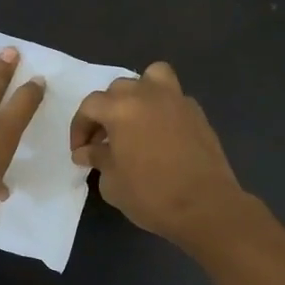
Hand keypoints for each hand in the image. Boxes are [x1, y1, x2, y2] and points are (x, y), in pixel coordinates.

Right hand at [70, 62, 247, 249]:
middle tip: (103, 140)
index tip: (79, 152)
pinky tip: (159, 134)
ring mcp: (177, 100)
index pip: (90, 106)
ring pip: (152, 78)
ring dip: (138, 94)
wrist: (205, 206)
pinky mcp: (197, 113)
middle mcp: (148, 95)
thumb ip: (97, 159)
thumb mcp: (112, 182)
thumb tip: (87, 151)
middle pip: (119, 89)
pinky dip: (161, 108)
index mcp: (121, 108)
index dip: (79, 127)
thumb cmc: (151, 195)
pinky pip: (173, 98)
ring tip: (134, 120)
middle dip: (106, 111)